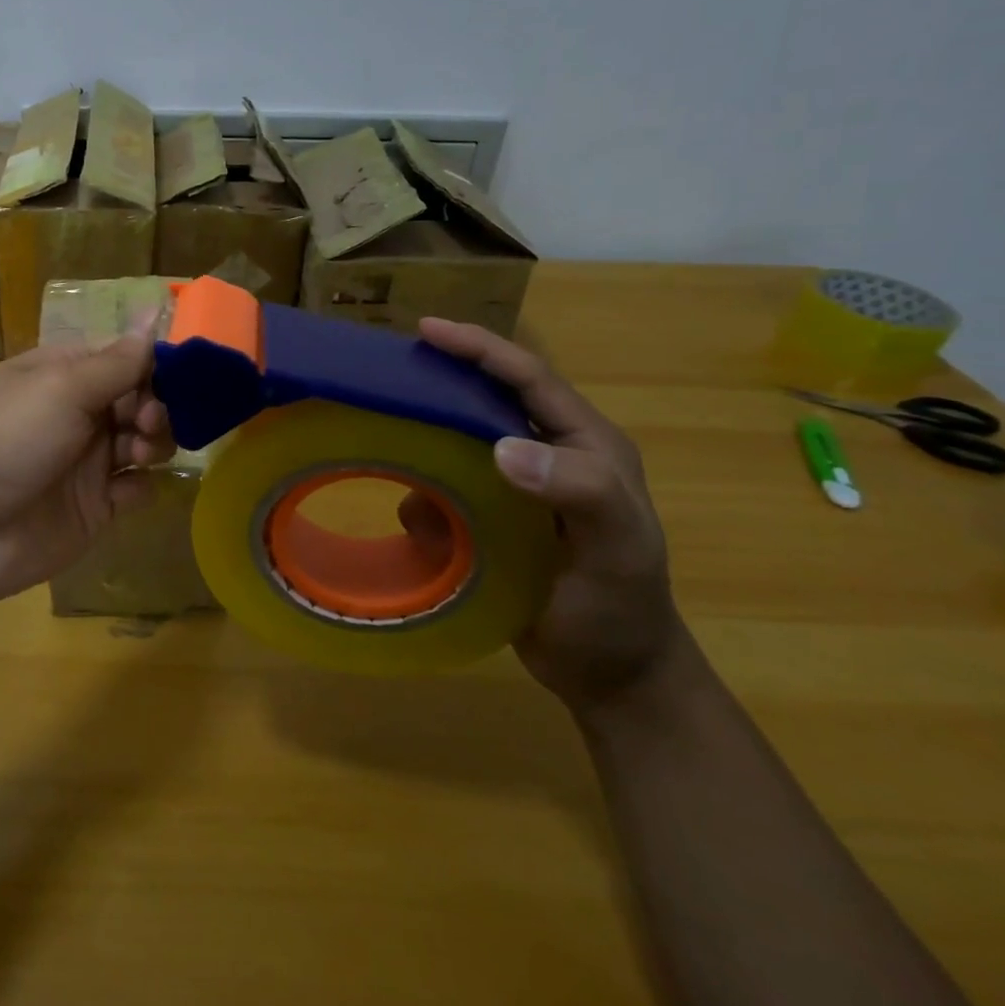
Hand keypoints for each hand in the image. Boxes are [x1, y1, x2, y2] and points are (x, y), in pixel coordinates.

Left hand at [0, 333, 173, 614]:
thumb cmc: (7, 440)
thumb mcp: (61, 388)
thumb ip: (116, 361)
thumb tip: (152, 311)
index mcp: (63, 373)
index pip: (123, 356)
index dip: (154, 363)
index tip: (181, 374)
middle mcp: (78, 412)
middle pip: (140, 398)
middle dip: (156, 405)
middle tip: (147, 420)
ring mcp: (87, 461)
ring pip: (144, 440)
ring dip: (154, 441)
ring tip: (138, 452)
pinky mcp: (95, 506)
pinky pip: (136, 487)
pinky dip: (141, 485)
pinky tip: (128, 489)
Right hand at [413, 318, 689, 710]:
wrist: (610, 676)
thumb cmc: (620, 609)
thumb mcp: (617, 551)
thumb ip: (580, 492)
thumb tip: (502, 448)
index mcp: (585, 443)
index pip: (528, 378)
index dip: (479, 348)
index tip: (426, 329)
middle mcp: (549, 452)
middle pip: (486, 396)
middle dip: (441, 380)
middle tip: (388, 373)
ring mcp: (516, 486)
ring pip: (456, 441)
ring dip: (424, 442)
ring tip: (385, 442)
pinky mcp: (489, 515)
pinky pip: (441, 489)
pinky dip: (423, 496)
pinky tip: (415, 518)